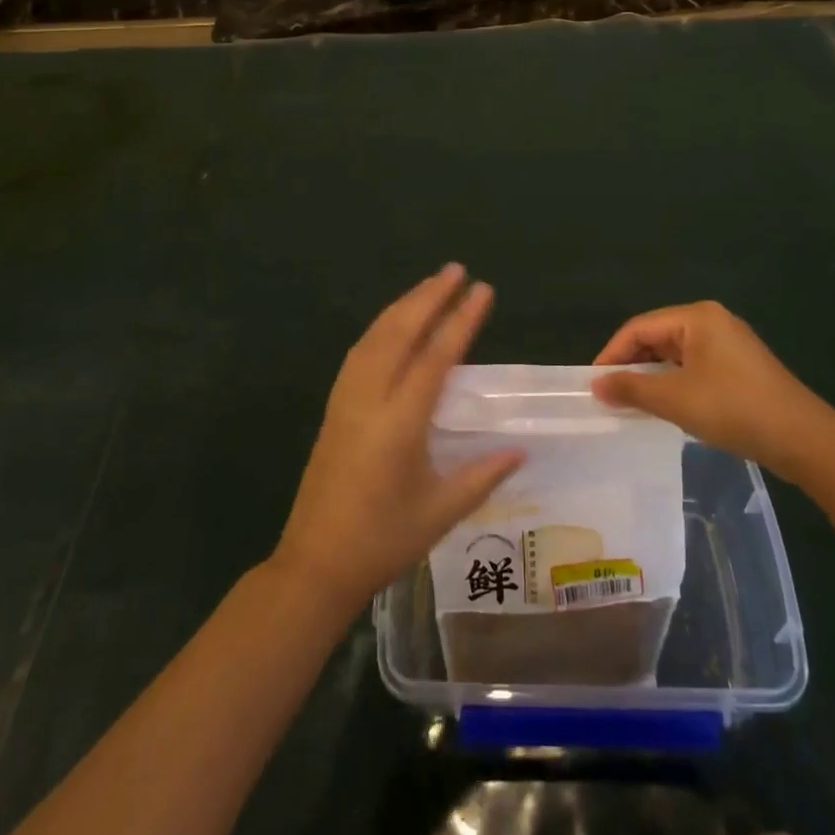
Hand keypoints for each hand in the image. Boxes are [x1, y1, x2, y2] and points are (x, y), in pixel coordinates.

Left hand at [271, 266, 523, 614]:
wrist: (314, 565)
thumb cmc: (382, 542)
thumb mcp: (440, 513)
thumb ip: (482, 477)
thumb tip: (520, 450)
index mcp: (399, 424)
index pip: (435, 358)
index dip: (460, 320)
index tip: (482, 290)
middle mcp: (369, 400)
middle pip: (399, 333)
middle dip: (429, 297)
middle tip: (456, 269)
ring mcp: (345, 401)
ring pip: (374, 338)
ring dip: (403, 306)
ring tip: (430, 285)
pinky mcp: (334, 408)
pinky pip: (359, 353)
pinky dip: (381, 327)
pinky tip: (393, 323)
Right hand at [592, 301, 829, 465]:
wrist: (803, 440)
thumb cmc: (734, 409)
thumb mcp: (675, 399)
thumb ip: (631, 388)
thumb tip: (596, 385)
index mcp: (697, 317)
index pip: (639, 327)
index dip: (612, 354)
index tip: (593, 384)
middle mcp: (712, 321)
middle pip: (657, 337)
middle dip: (631, 365)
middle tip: (609, 395)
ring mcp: (729, 344)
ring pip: (675, 354)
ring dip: (651, 376)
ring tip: (631, 402)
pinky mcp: (739, 368)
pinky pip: (694, 367)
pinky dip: (674, 383)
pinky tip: (665, 406)